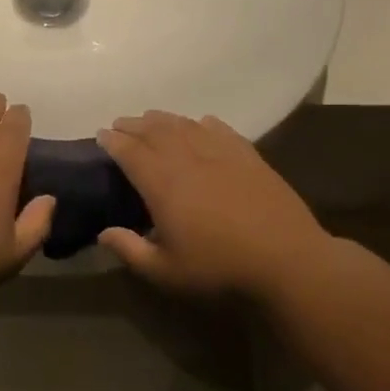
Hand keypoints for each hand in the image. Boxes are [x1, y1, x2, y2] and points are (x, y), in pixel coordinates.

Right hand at [95, 111, 329, 296]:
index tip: (101, 136)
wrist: (288, 260)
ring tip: (152, 120)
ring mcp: (220, 152)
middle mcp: (188, 158)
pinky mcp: (248, 155)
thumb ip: (130, 250)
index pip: (130, 151)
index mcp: (162, 183)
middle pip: (154, 130)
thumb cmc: (220, 268)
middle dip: (133, 124)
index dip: (112, 141)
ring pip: (184, 124)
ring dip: (163, 119)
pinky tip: (200, 124)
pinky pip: (219, 128)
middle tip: (120, 125)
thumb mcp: (166, 271)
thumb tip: (104, 233)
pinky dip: (202, 123)